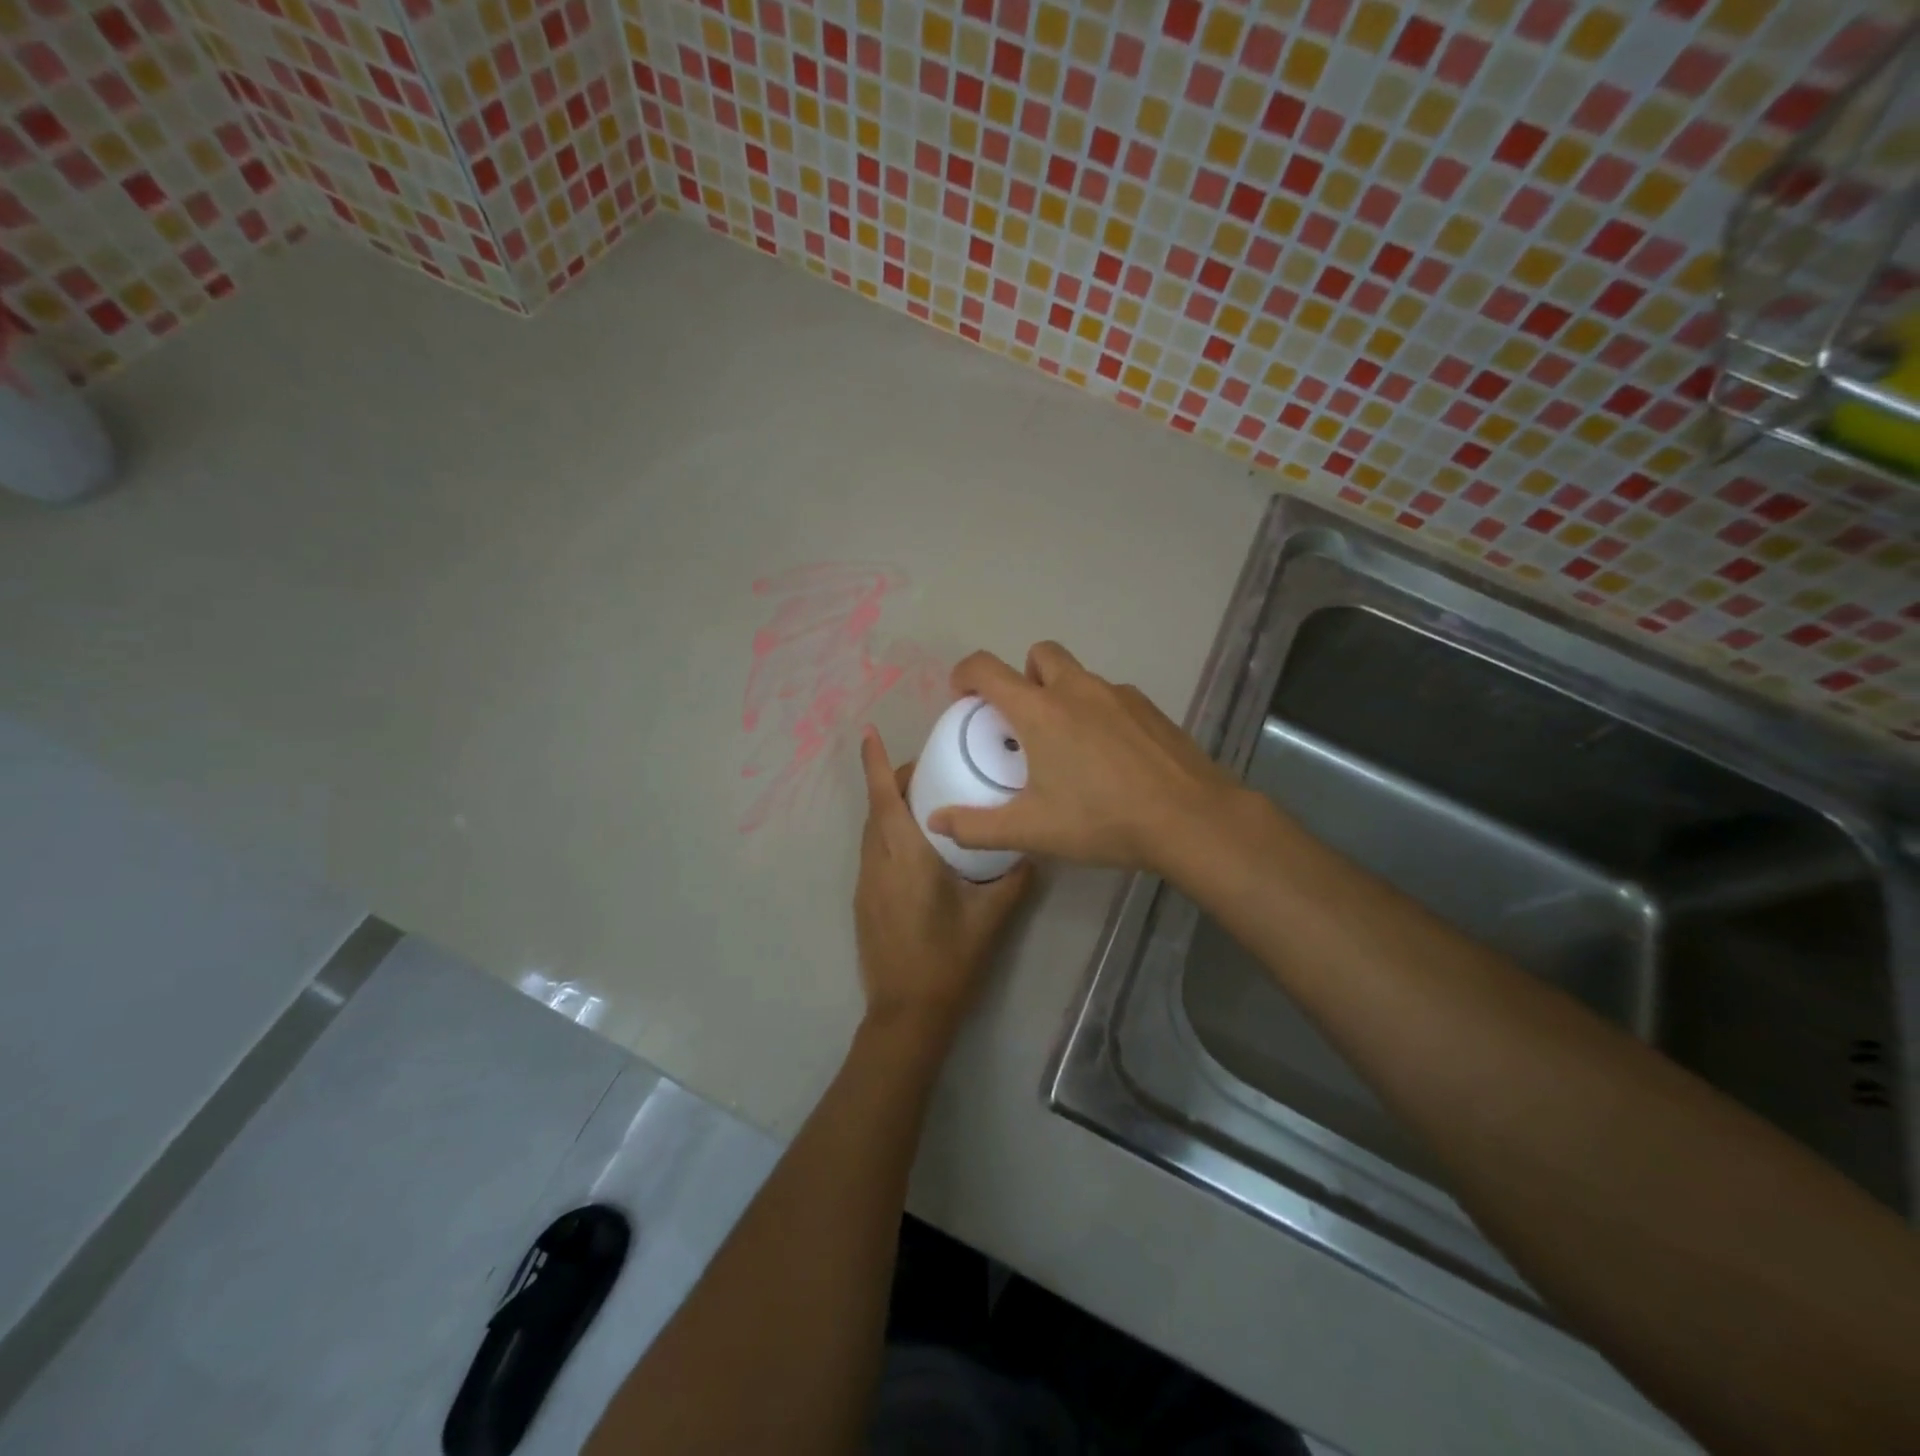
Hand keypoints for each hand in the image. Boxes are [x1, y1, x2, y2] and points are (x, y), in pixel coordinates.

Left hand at [854, 727, 1031, 1040]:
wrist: (907, 1013)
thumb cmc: (949, 961)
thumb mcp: (991, 918)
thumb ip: (1013, 879)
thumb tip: (1030, 850)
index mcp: (905, 858)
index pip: (885, 799)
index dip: (875, 764)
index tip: (868, 734)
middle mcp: (878, 863)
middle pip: (878, 809)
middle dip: (896, 781)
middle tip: (933, 769)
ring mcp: (866, 883)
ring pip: (873, 831)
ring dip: (892, 808)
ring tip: (929, 802)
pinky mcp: (864, 901)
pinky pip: (874, 852)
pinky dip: (889, 834)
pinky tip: (919, 848)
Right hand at [926, 642, 1240, 876]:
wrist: (1190, 819)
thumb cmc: (1102, 820)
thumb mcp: (1032, 830)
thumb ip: (977, 826)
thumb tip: (936, 821)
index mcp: (1040, 711)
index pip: (987, 668)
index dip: (965, 674)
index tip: (962, 696)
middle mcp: (1077, 689)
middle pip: (1039, 655)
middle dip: (1023, 676)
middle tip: (1023, 720)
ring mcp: (1119, 694)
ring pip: (1079, 676)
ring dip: (1062, 695)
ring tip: (1069, 745)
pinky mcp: (1150, 708)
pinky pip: (1111, 697)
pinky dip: (1098, 713)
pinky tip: (1110, 756)